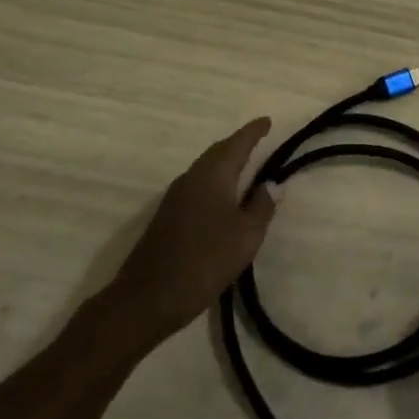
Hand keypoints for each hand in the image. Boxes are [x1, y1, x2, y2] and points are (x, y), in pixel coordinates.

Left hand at [107, 118, 279, 346]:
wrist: (148, 297)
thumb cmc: (204, 261)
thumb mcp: (246, 236)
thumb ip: (262, 206)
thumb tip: (270, 183)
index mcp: (213, 176)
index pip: (237, 144)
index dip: (253, 132)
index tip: (267, 121)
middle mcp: (192, 177)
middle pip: (218, 152)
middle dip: (238, 144)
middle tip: (257, 139)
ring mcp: (175, 196)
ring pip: (205, 168)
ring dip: (225, 162)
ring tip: (244, 165)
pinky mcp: (167, 215)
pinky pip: (197, 184)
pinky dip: (214, 180)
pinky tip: (222, 195)